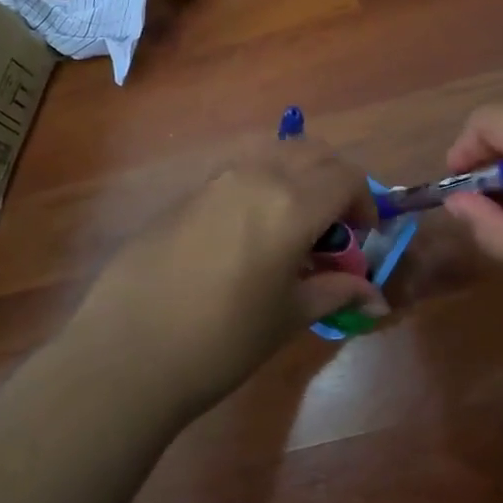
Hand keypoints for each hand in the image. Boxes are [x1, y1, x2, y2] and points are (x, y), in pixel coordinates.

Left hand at [62, 140, 386, 422]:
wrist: (128, 350)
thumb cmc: (222, 340)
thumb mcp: (288, 317)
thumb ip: (334, 292)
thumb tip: (375, 297)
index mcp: (291, 204)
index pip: (346, 177)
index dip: (364, 202)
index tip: (362, 237)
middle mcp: (255, 176)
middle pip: (312, 152)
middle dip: (334, 181)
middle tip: (333, 227)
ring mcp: (214, 180)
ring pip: (272, 154)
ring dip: (296, 177)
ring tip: (291, 228)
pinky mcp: (184, 194)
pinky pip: (237, 173)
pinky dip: (260, 186)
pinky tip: (247, 235)